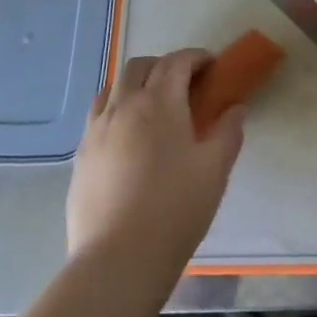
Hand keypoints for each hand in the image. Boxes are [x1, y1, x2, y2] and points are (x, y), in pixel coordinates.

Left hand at [67, 49, 243, 289]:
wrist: (119, 259)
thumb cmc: (176, 209)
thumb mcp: (215, 169)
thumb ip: (228, 132)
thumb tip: (235, 108)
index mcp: (159, 103)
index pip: (177, 62)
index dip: (196, 57)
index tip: (212, 66)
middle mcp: (122, 106)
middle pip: (139, 66)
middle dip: (164, 65)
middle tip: (185, 85)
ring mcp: (96, 130)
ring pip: (112, 88)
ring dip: (136, 85)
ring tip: (154, 108)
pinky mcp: (81, 155)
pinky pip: (98, 116)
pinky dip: (117, 110)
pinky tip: (130, 138)